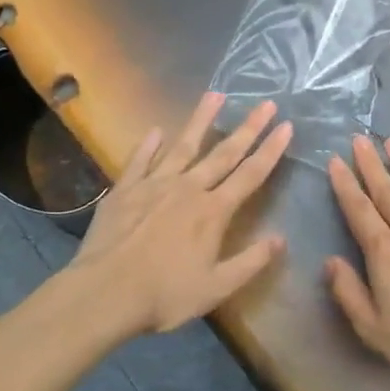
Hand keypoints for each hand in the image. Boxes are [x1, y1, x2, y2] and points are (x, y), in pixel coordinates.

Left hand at [69, 93, 292, 334]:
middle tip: (266, 103)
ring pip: (183, 146)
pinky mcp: (124, 190)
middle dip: (248, 127)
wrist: (103, 294)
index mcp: (213, 212)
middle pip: (223, 153)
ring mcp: (154, 185)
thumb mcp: (216, 288)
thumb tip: (281, 239)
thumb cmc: (164, 295)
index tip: (286, 126)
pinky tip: (155, 130)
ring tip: (215, 95)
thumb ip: (250, 262)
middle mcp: (188, 189)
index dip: (271, 150)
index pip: (250, 174)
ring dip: (201, 120)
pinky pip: (140, 160)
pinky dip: (149, 145)